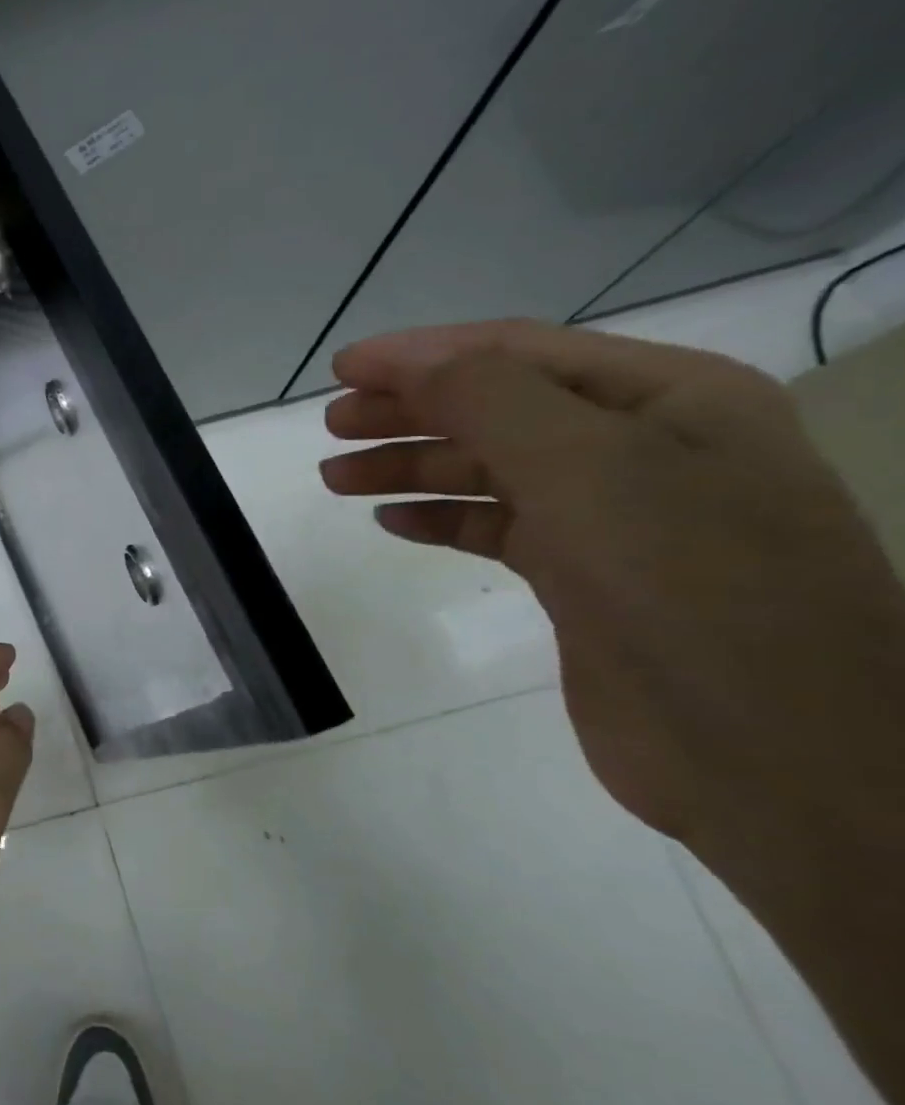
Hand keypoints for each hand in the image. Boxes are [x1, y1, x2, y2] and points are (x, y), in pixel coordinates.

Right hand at [317, 320, 904, 864]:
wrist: (771, 753)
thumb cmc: (685, 584)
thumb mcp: (584, 464)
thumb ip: (488, 398)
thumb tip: (408, 364)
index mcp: (668, 397)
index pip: (518, 351)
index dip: (422, 354)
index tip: (342, 370)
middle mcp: (644, 445)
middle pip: (496, 407)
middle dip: (408, 409)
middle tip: (333, 425)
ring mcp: (615, 516)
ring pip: (489, 469)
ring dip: (411, 466)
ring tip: (336, 477)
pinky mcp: (584, 578)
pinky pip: (496, 527)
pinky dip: (440, 518)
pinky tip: (391, 522)